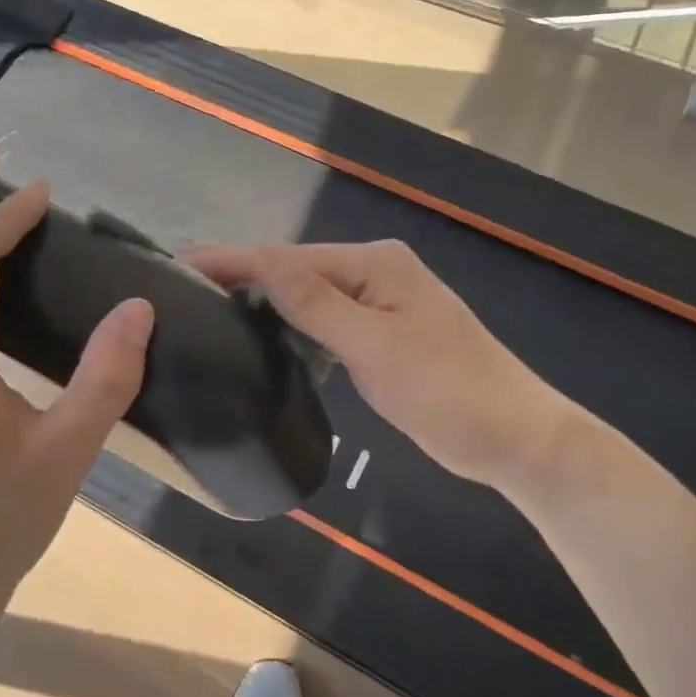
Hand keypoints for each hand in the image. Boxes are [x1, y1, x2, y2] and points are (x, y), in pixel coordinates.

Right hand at [188, 240, 588, 493]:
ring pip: (309, 298)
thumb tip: (261, 262)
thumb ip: (316, 303)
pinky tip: (265, 341)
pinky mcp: (381, 335)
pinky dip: (295, 330)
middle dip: (244, 279)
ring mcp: (380, 304)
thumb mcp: (376, 347)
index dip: (234, 260)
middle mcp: (376, 273)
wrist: (515, 438)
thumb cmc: (448, 391)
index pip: (289, 258)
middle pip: (296, 272)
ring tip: (211, 313)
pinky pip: (326, 323)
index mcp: (375, 264)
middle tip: (185, 294)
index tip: (180, 264)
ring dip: (267, 304)